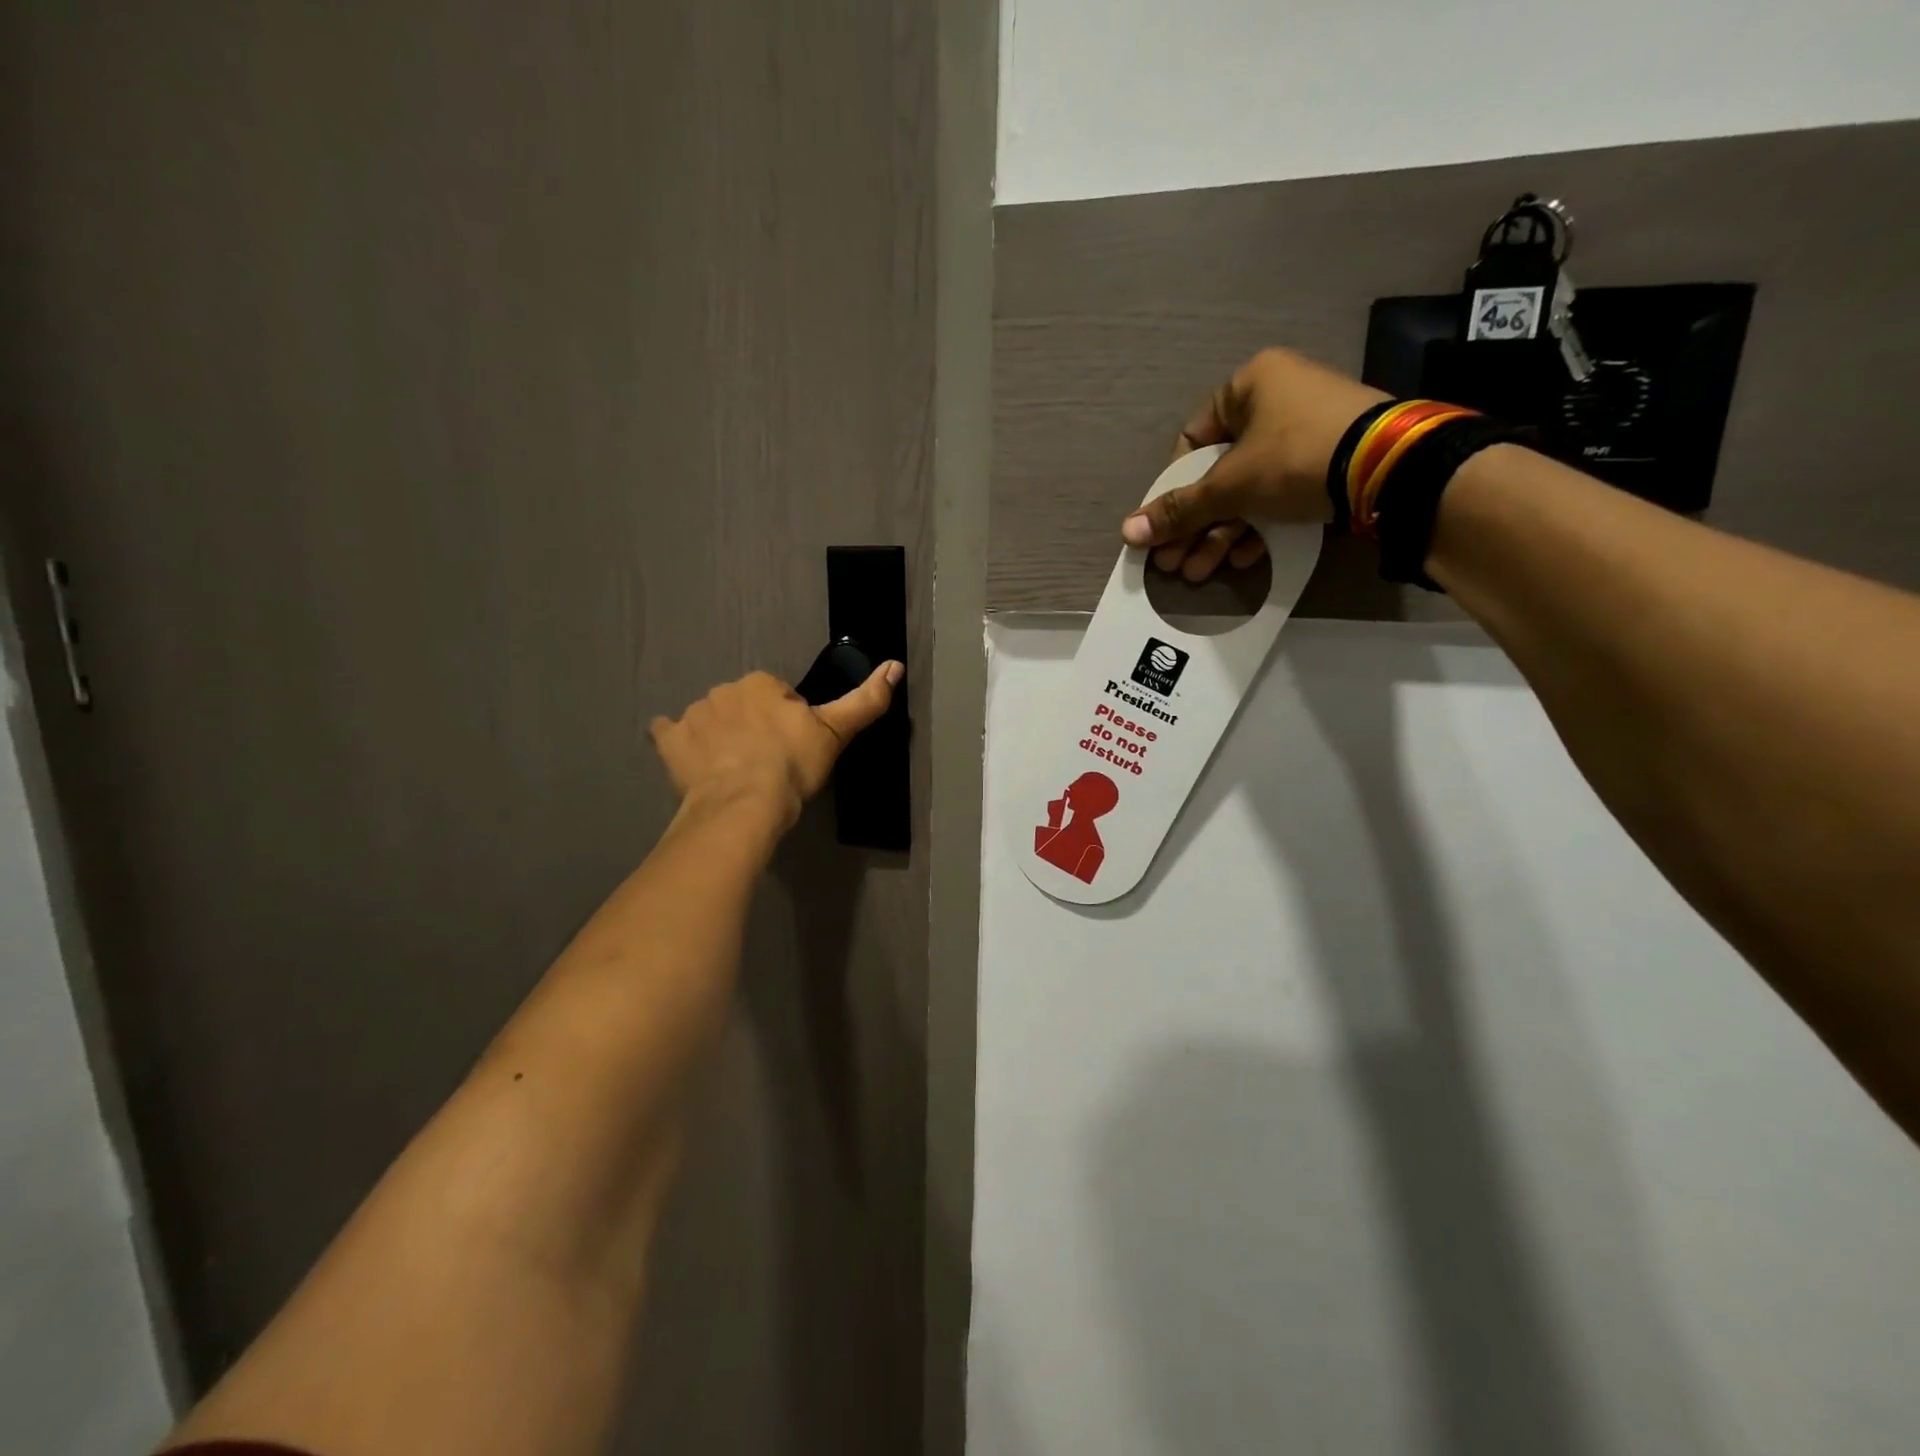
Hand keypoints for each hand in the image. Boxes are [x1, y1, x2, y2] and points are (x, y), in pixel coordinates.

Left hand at [649, 663, 901, 829]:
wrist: (744, 805)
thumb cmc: (792, 765)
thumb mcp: (836, 732)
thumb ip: (866, 700)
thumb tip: (896, 665)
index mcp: (761, 683)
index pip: (777, 696)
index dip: (787, 722)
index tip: (793, 749)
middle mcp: (723, 690)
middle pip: (743, 706)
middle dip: (753, 727)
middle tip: (767, 763)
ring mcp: (693, 715)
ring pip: (711, 720)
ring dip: (720, 737)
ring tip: (736, 773)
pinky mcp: (669, 742)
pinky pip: (670, 734)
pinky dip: (678, 743)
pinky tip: (691, 761)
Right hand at [1121, 347, 1386, 579]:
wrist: (1391, 468)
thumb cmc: (1295, 456)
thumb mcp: (1230, 485)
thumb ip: (1180, 509)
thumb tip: (1128, 532)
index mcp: (1249, 384)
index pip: (1191, 441)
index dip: (1174, 487)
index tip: (1166, 524)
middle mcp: (1278, 399)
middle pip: (1219, 473)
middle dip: (1195, 524)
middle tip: (1175, 562)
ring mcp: (1308, 431)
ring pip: (1249, 489)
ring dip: (1222, 534)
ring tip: (1202, 572)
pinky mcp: (1331, 461)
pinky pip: (1280, 493)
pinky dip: (1259, 526)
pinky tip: (1245, 559)